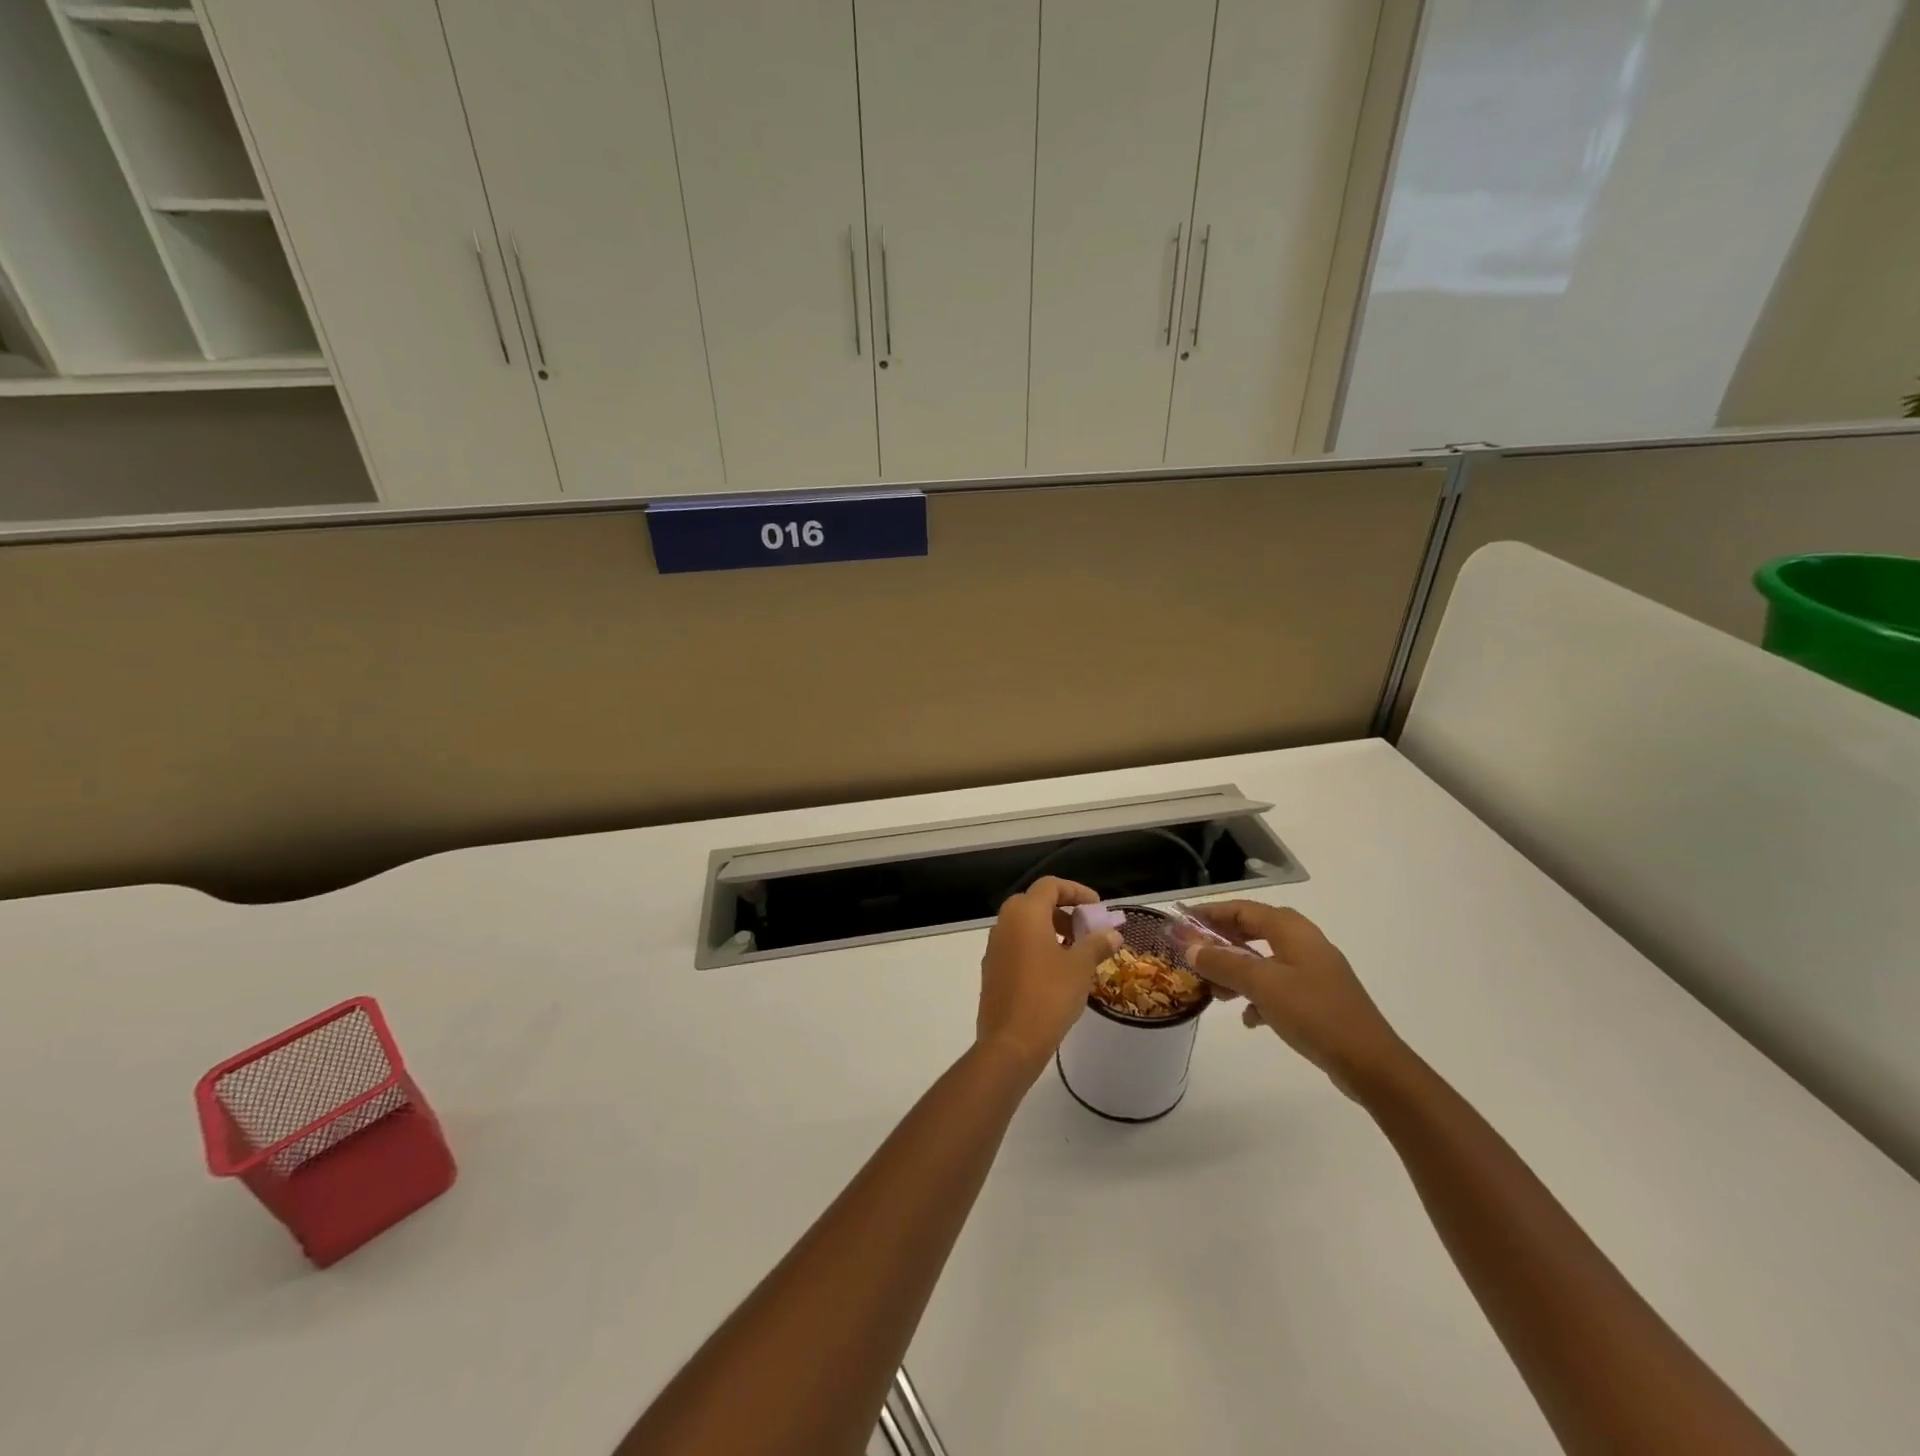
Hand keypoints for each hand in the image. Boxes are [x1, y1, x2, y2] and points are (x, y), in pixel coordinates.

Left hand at [976, 877, 1121, 1074]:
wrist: (1011, 1042)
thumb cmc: (1049, 995)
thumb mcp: (1080, 967)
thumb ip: (1096, 944)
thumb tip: (1113, 933)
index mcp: (1025, 913)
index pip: (1050, 885)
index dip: (1076, 891)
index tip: (1097, 906)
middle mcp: (1005, 923)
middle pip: (1035, 903)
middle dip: (1063, 911)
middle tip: (1085, 929)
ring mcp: (994, 946)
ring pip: (1024, 925)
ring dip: (1050, 930)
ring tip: (1075, 952)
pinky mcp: (992, 969)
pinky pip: (1016, 945)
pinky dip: (1036, 947)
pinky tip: (1055, 972)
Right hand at [1183, 901, 1406, 1098]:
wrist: (1371, 1064)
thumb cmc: (1314, 1013)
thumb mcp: (1262, 985)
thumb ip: (1223, 963)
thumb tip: (1190, 947)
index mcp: (1292, 930)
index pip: (1242, 909)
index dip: (1210, 913)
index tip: (1181, 923)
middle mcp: (1303, 943)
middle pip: (1252, 932)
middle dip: (1221, 944)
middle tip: (1194, 957)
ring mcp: (1313, 971)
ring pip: (1263, 961)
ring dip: (1236, 972)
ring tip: (1215, 993)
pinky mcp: (1318, 998)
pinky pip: (1278, 986)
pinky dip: (1258, 995)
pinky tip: (1249, 1018)